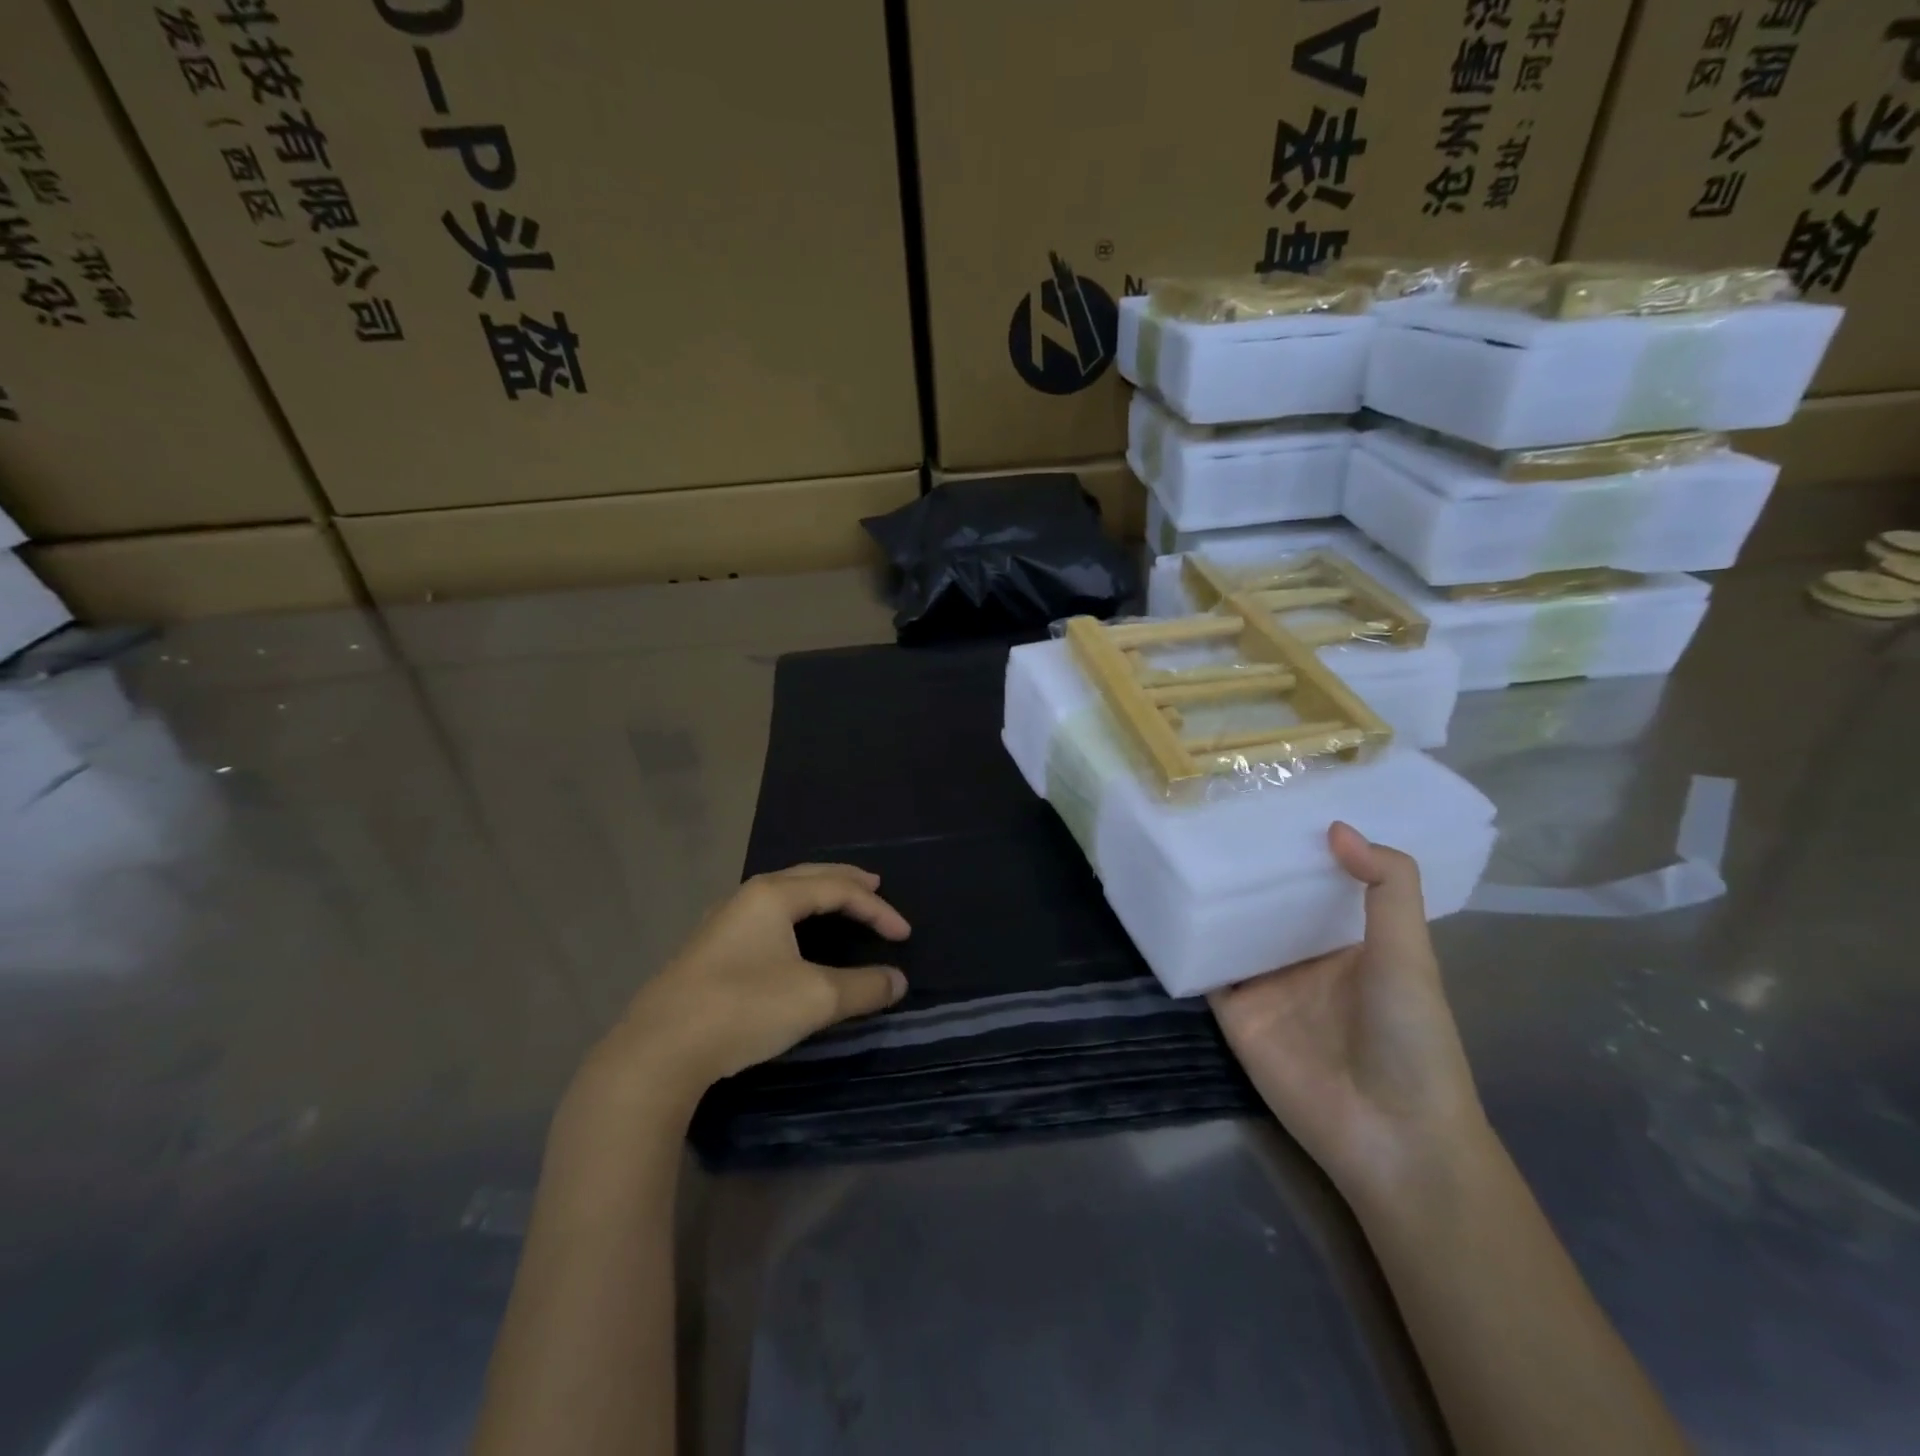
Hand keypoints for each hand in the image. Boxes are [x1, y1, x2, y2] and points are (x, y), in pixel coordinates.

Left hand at [587, 864, 909, 1102]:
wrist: (659, 1050)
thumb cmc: (744, 1008)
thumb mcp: (816, 998)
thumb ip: (863, 987)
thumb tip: (897, 981)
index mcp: (773, 895)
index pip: (838, 889)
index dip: (877, 909)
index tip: (905, 936)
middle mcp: (747, 898)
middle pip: (807, 877)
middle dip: (845, 880)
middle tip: (875, 884)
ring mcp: (722, 923)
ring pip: (781, 895)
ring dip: (816, 894)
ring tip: (839, 903)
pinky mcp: (708, 950)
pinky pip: (764, 917)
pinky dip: (793, 915)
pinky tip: (790, 935)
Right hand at [1209, 823, 1488, 1201]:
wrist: (1390, 1134)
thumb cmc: (1410, 1037)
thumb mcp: (1410, 953)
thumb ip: (1387, 887)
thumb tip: (1336, 826)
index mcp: (1346, 941)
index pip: (1314, 882)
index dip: (1296, 847)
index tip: (1267, 800)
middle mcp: (1300, 956)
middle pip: (1264, 901)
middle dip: (1244, 865)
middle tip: (1207, 811)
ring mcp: (1263, 983)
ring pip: (1229, 927)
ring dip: (1209, 896)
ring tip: (1177, 841)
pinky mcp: (1232, 1010)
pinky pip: (1202, 967)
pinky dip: (1184, 940)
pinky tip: (1161, 900)